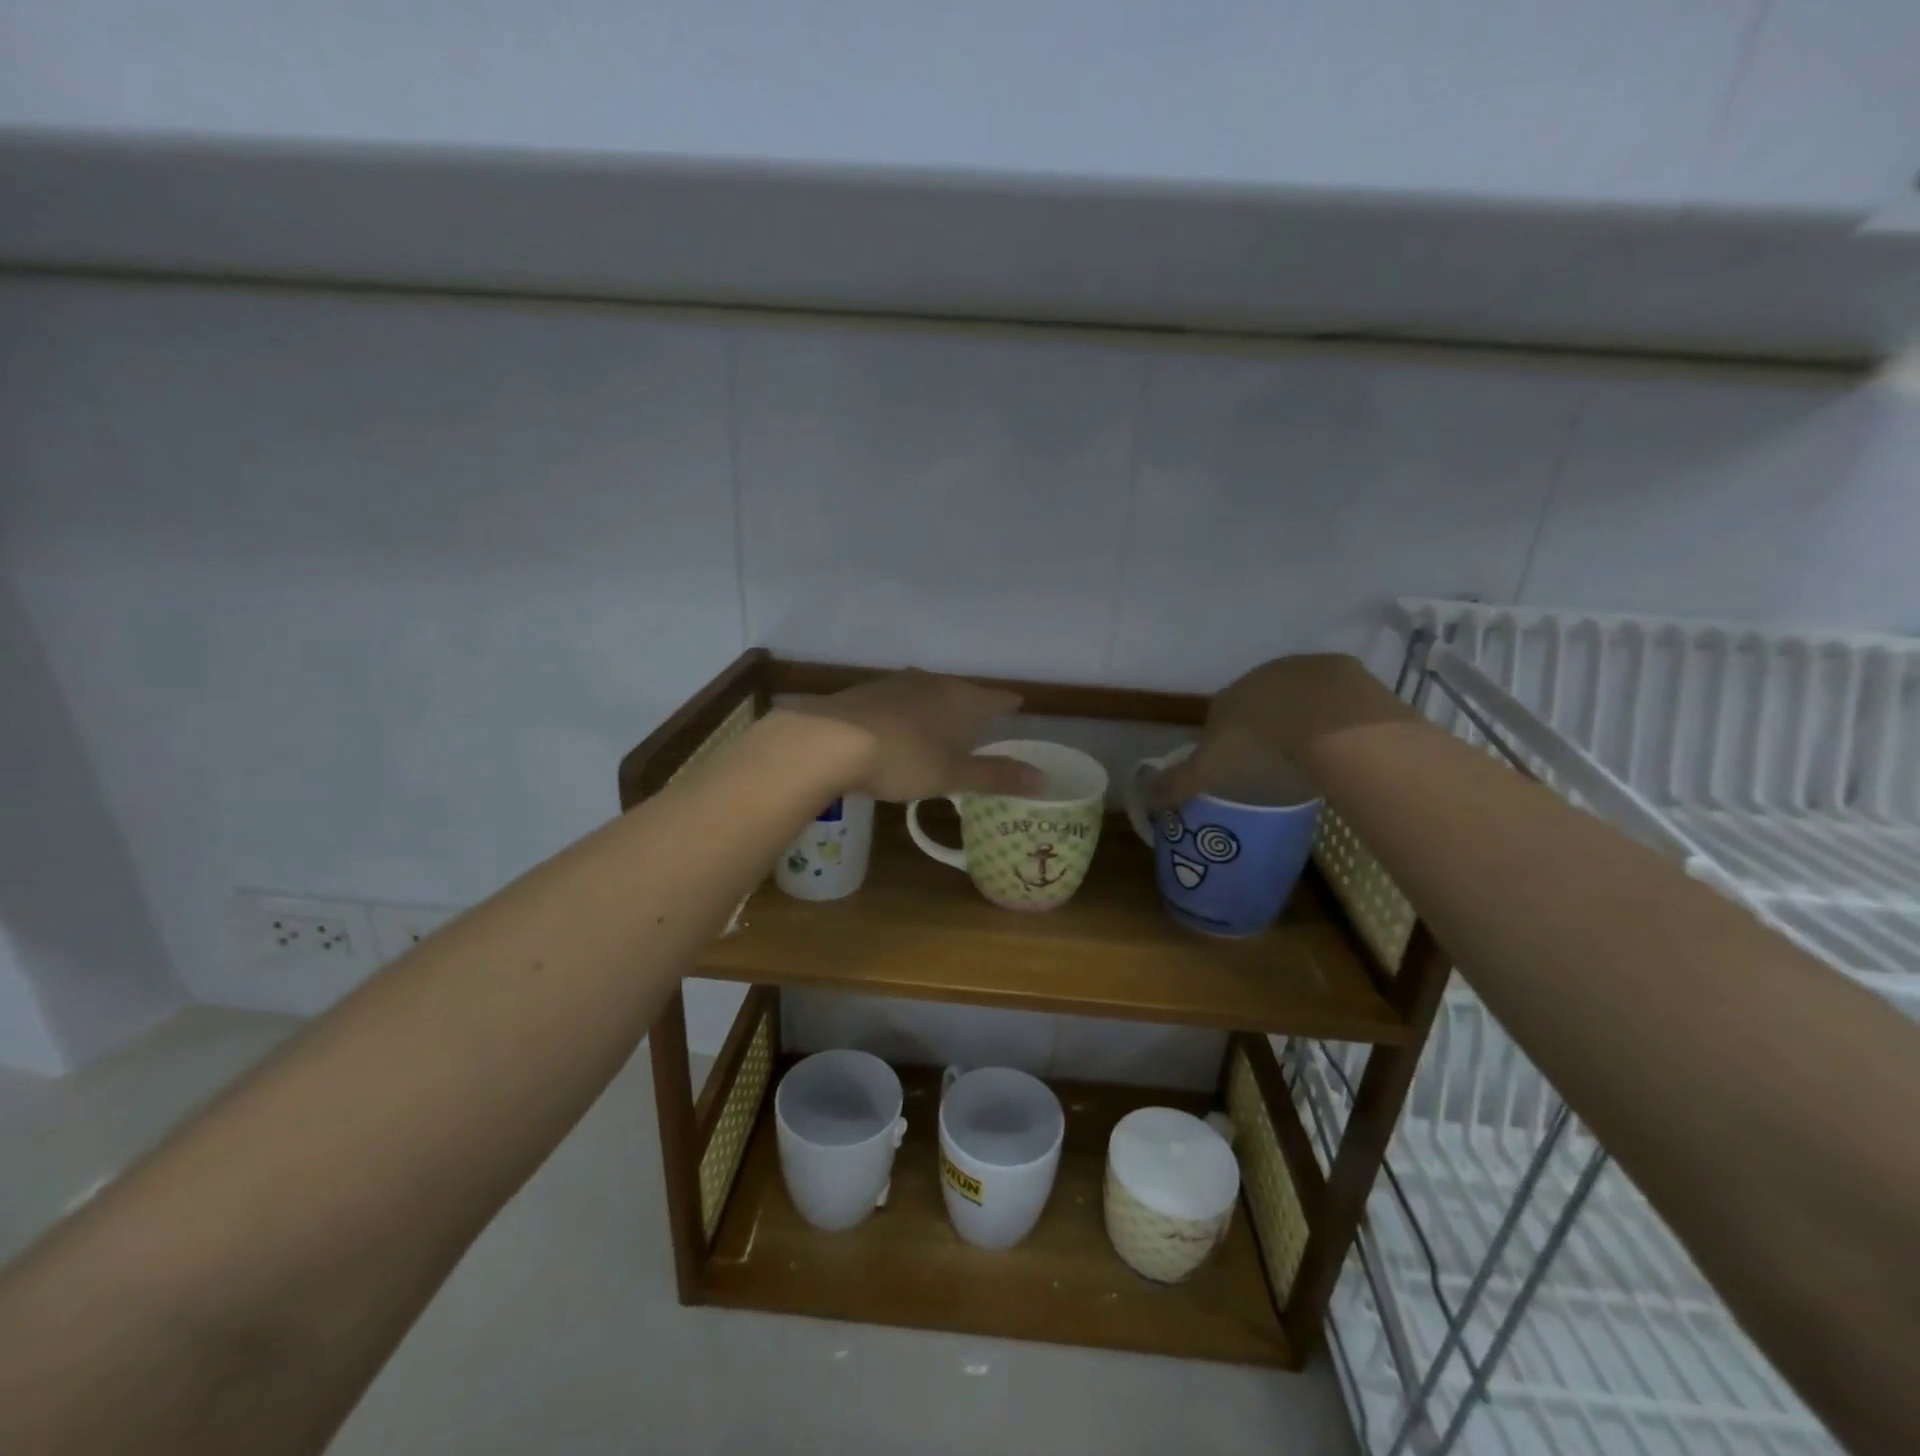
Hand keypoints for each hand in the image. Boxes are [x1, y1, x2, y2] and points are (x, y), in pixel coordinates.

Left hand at [791, 670, 1042, 802]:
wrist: (829, 740)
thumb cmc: (904, 758)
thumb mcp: (953, 774)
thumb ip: (996, 775)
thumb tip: (1044, 779)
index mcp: (961, 699)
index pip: (997, 698)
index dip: (1009, 704)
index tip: (1019, 706)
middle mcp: (932, 682)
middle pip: (962, 691)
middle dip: (973, 706)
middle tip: (982, 722)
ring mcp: (896, 683)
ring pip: (929, 692)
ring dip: (938, 707)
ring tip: (942, 724)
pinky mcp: (866, 692)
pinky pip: (899, 700)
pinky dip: (908, 713)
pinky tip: (899, 727)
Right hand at [1153, 654, 1411, 805]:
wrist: (1324, 716)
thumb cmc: (1258, 743)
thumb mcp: (1209, 769)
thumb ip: (1179, 783)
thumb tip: (1148, 798)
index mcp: (1227, 697)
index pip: (1219, 716)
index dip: (1226, 740)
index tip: (1236, 767)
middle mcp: (1260, 676)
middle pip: (1259, 703)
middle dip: (1264, 727)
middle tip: (1274, 761)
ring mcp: (1304, 670)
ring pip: (1297, 697)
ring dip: (1301, 718)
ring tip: (1310, 753)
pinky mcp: (1343, 671)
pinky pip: (1335, 697)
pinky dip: (1335, 714)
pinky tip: (1341, 739)